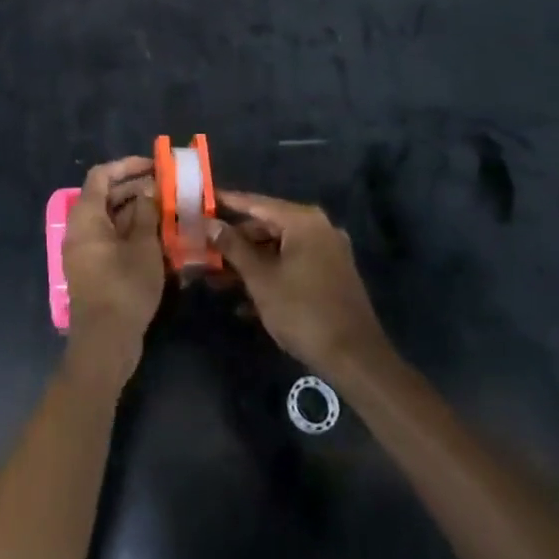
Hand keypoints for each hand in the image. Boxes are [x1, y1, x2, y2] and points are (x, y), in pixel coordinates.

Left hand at [62, 157, 164, 387]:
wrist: (105, 343)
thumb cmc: (124, 288)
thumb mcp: (144, 247)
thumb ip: (147, 213)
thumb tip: (149, 190)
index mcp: (86, 217)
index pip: (101, 175)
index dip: (127, 166)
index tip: (153, 166)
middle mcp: (79, 229)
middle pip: (105, 196)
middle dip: (136, 189)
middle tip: (167, 188)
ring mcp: (84, 250)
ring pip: (110, 219)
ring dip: (137, 212)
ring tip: (167, 210)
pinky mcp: (93, 269)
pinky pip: (110, 239)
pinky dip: (131, 232)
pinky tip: (157, 237)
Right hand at [210, 191, 387, 378]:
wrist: (355, 359)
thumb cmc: (303, 311)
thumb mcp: (261, 279)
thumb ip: (233, 247)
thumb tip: (210, 223)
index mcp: (303, 221)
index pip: (256, 203)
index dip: (227, 202)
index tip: (202, 200)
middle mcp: (318, 228)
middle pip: (268, 226)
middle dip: (236, 241)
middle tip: (205, 248)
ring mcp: (328, 252)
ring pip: (279, 249)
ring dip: (249, 263)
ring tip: (217, 279)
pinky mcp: (331, 275)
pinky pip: (293, 265)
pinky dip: (270, 276)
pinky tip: (244, 302)